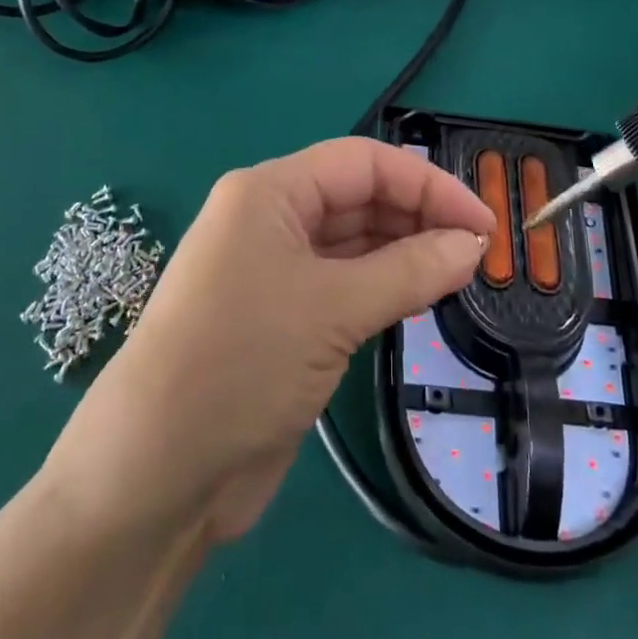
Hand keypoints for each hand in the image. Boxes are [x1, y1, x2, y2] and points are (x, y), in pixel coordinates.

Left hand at [48, 138, 493, 542]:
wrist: (154, 475)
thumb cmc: (240, 363)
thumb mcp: (332, 309)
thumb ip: (410, 270)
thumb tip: (474, 244)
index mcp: (269, 192)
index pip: (362, 163)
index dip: (426, 184)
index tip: (482, 221)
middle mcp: (271, 220)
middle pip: (359, 198)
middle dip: (419, 216)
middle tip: (478, 252)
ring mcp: (274, 270)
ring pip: (355, 242)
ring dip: (406, 252)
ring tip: (461, 273)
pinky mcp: (283, 318)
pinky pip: (345, 284)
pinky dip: (385, 285)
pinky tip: (421, 296)